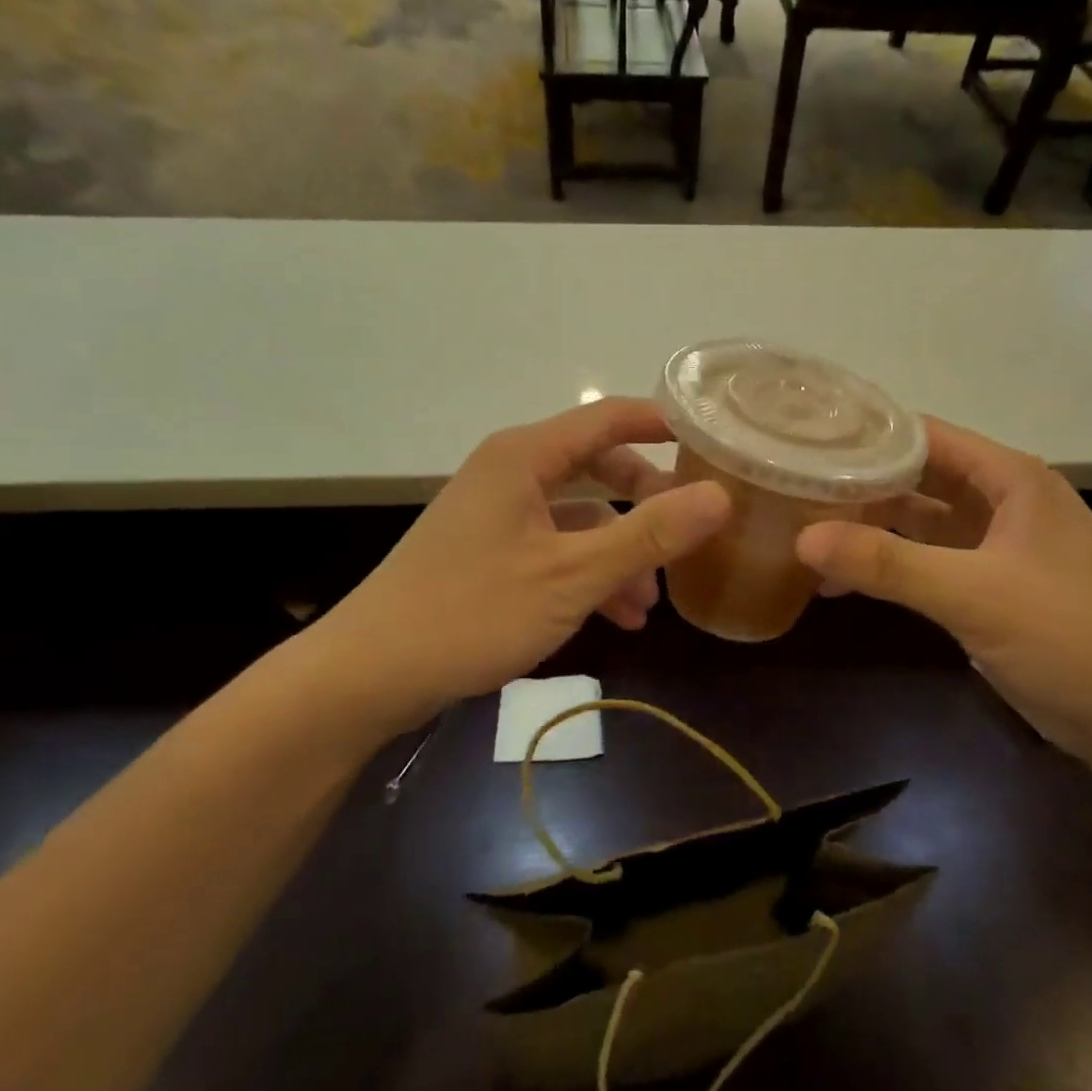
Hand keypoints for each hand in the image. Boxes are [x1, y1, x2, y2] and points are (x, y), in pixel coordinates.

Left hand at [314, 398, 729, 720]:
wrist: (371, 673)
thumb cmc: (474, 612)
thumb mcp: (573, 575)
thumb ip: (649, 535)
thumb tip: (719, 495)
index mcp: (524, 457)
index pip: (607, 417)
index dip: (661, 424)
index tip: (709, 442)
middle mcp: (510, 473)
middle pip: (596, 469)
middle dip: (645, 504)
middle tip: (688, 534)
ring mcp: (496, 515)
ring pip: (578, 518)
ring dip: (619, 553)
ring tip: (649, 604)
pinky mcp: (488, 553)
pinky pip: (553, 549)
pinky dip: (587, 575)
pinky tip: (615, 619)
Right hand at [794, 418, 1091, 762]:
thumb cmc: (1067, 636)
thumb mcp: (972, 594)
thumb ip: (888, 564)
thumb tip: (803, 539)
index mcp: (1012, 479)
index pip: (927, 436)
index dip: (869, 436)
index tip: (809, 444)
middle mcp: (1004, 502)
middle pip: (919, 477)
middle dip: (861, 486)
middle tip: (795, 491)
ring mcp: (998, 546)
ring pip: (920, 523)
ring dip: (871, 529)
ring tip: (806, 534)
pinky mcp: (991, 587)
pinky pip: (928, 562)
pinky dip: (890, 567)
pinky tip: (843, 582)